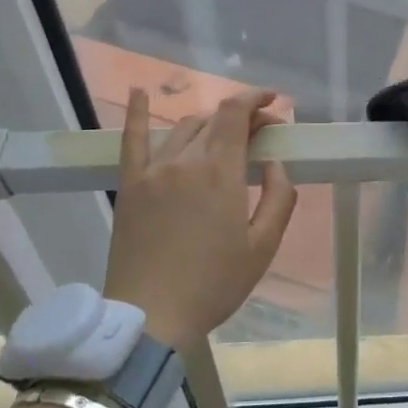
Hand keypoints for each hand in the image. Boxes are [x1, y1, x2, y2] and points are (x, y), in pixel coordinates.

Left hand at [103, 87, 297, 346]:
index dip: (256, 101)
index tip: (274, 106)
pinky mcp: (129, 185)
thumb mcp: (263, 246)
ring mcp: (152, 170)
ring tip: (223, 137)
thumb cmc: (214, 284)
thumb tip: (275, 163)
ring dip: (208, 124)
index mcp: (220, 172)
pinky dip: (135, 112)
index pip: (237, 114)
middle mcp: (185, 160)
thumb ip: (279, 197)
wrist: (150, 316)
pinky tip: (137, 91)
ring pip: (182, 129)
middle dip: (240, 118)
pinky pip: (130, 140)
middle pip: (213, 120)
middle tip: (259, 135)